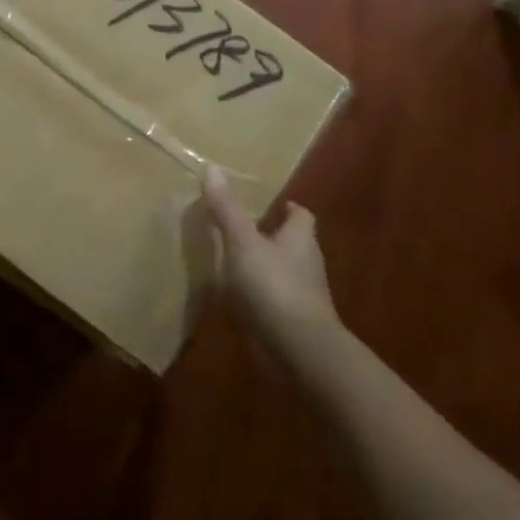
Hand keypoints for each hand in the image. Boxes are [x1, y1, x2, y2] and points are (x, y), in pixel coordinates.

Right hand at [202, 167, 339, 356]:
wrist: (300, 351)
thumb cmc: (275, 286)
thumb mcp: (244, 243)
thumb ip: (227, 210)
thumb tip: (212, 167)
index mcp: (301, 239)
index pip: (301, 216)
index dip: (288, 209)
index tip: (272, 204)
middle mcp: (306, 264)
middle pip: (292, 244)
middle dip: (272, 236)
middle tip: (242, 228)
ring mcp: (301, 297)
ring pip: (282, 273)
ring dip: (263, 267)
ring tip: (232, 261)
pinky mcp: (290, 324)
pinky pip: (273, 302)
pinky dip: (258, 297)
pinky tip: (235, 298)